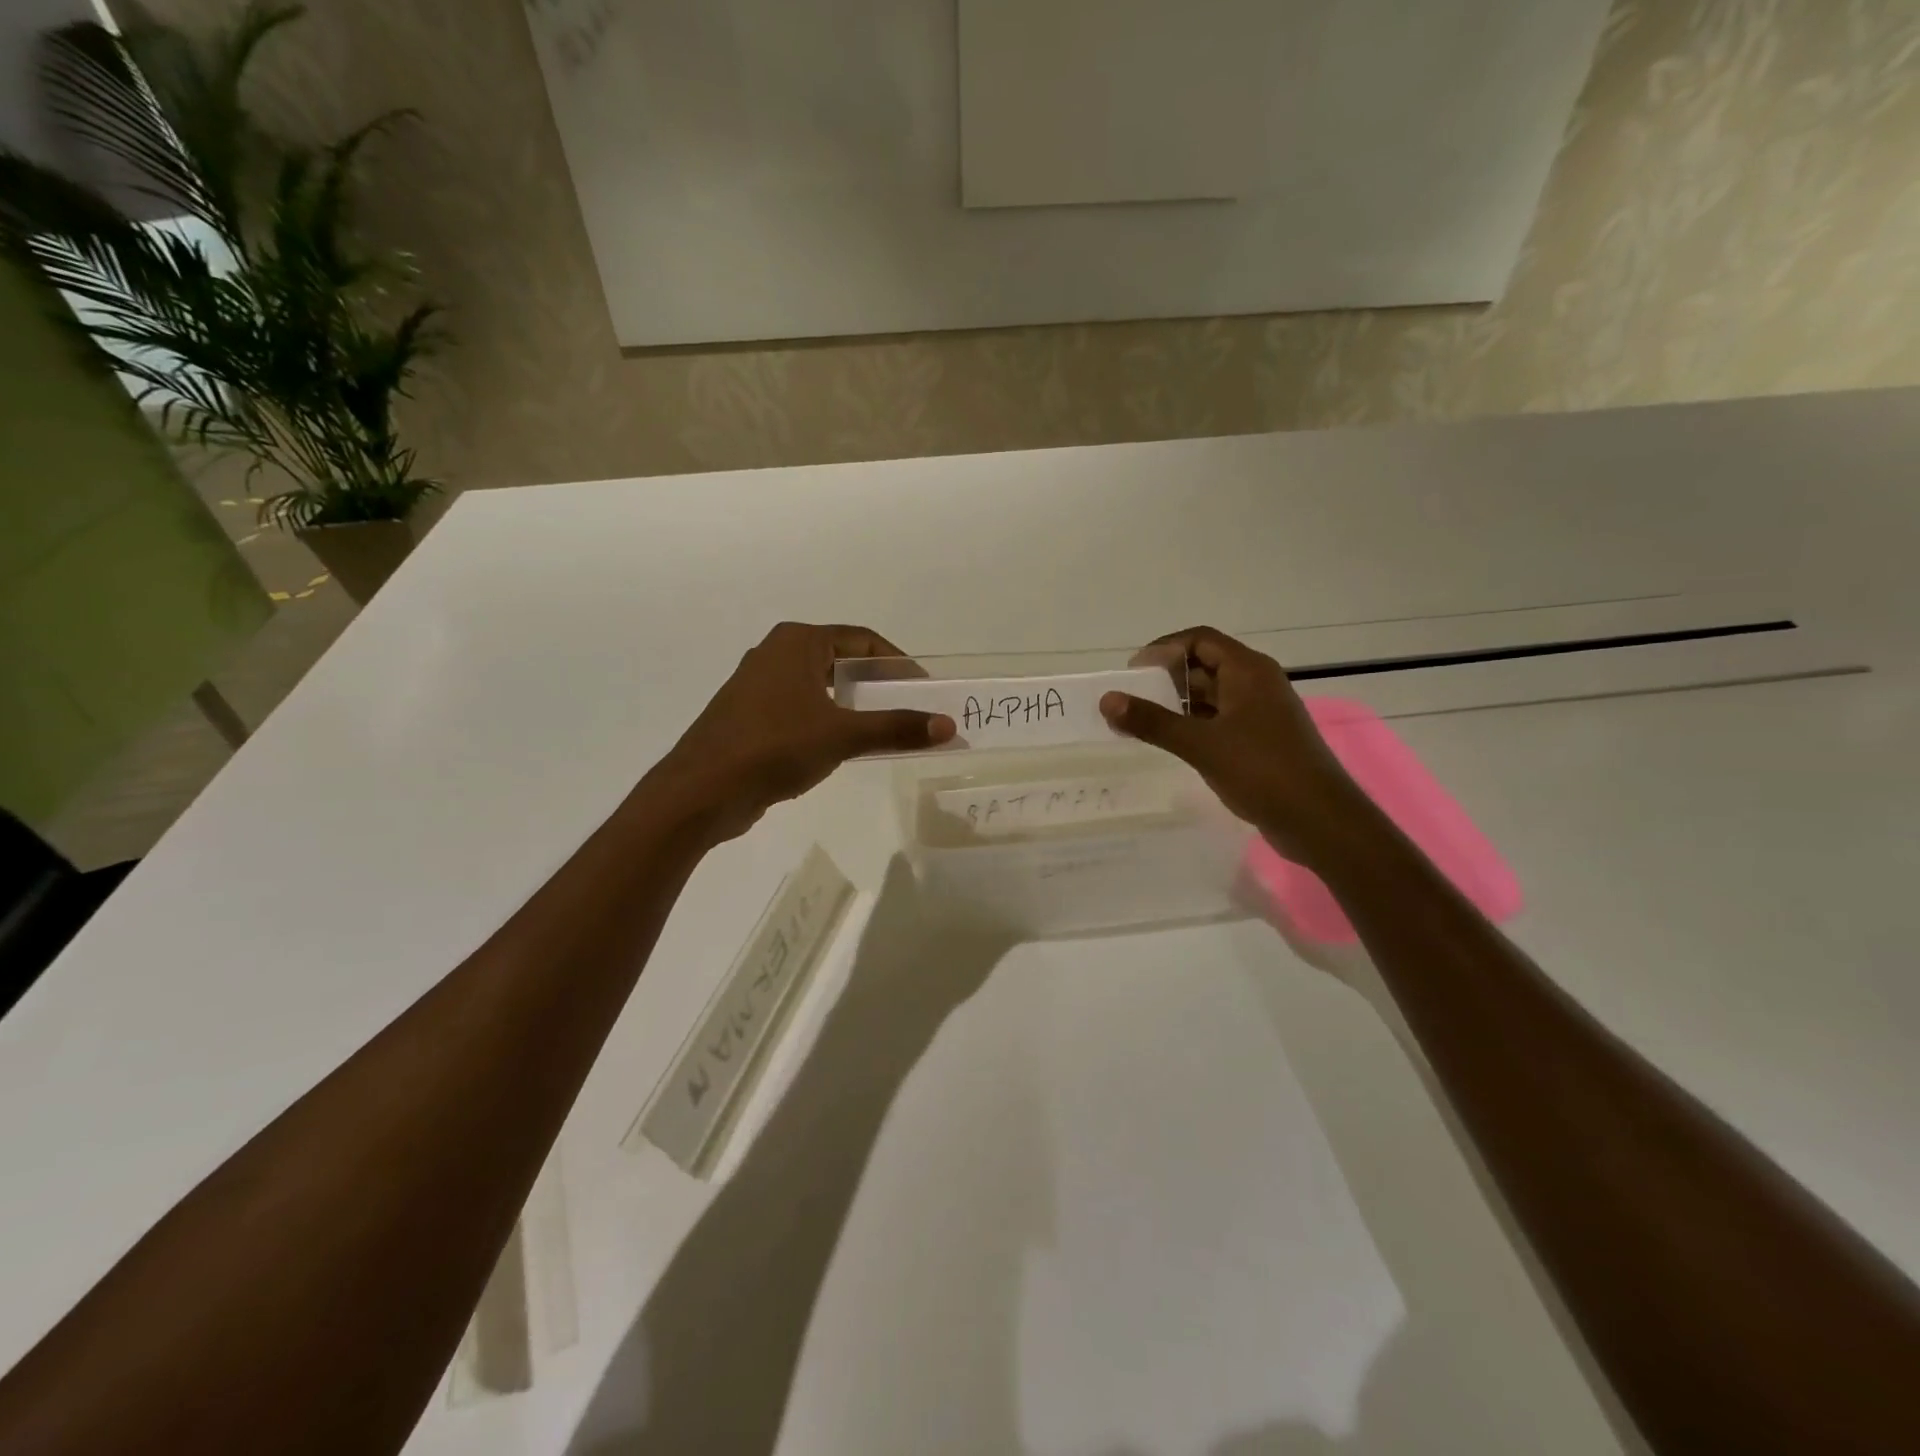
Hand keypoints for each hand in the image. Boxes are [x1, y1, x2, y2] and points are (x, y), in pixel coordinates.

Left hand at [657, 622, 954, 842]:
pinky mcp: (750, 716)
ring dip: (853, 705)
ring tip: (884, 729)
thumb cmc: (773, 747)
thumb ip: (896, 727)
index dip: (898, 663)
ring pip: (821, 686)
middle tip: (910, 709)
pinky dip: (828, 720)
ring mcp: (759, 686)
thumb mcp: (842, 735)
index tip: (924, 688)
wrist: (701, 791)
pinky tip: (842, 746)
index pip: (862, 640)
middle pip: (842, 661)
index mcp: (797, 642)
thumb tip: (948, 726)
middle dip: (877, 684)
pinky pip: (802, 708)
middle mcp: (776, 653)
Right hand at [1100, 626, 1366, 864]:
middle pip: (1204, 665)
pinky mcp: (1261, 740)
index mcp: (1248, 671)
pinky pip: (1220, 721)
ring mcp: (1261, 713)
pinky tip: (1172, 743)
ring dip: (1178, 705)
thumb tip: (1107, 699)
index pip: (1199, 639)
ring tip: (1142, 723)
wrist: (1319, 819)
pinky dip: (1193, 725)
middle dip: (1166, 679)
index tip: (1132, 672)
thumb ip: (1152, 721)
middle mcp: (1256, 684)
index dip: (1162, 649)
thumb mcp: (1201, 744)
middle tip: (1131, 700)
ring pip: (1212, 696)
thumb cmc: (1262, 770)